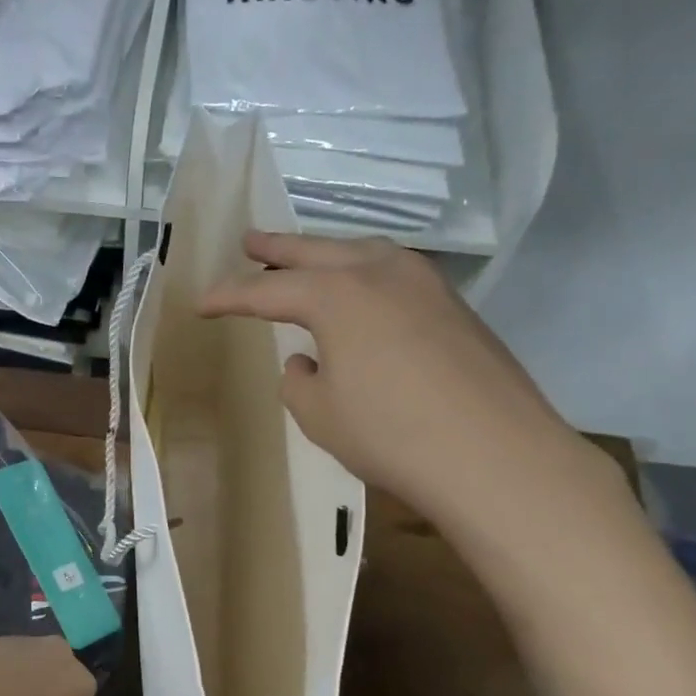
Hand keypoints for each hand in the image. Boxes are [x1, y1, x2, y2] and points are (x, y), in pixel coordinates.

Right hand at [201, 232, 614, 537]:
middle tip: (249, 240)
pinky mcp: (454, 307)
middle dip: (278, 250)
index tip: (201, 303)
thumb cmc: (390, 433)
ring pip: (363, 253)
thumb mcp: (319, 414)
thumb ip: (299, 381)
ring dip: (327, 254)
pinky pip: (393, 275)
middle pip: (317, 252)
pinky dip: (364, 276)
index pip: (267, 291)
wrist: (494, 455)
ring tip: (304, 260)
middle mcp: (380, 273)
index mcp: (337, 294)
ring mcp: (426, 284)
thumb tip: (307, 362)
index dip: (229, 297)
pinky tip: (360, 296)